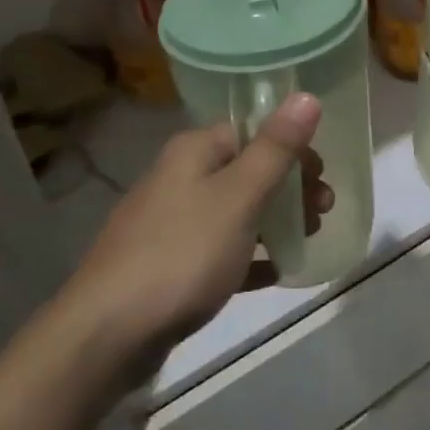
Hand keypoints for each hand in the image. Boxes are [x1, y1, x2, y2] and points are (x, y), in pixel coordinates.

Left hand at [60, 94, 329, 386]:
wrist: (107, 334)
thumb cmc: (182, 254)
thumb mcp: (238, 197)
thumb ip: (275, 149)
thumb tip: (306, 95)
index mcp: (193, 152)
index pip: (251, 131)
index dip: (291, 148)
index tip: (321, 176)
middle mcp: (179, 179)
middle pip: (245, 171)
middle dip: (288, 188)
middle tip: (322, 212)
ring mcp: (170, 225)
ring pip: (235, 212)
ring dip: (274, 220)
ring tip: (307, 239)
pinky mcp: (168, 266)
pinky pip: (220, 251)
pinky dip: (249, 256)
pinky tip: (275, 273)